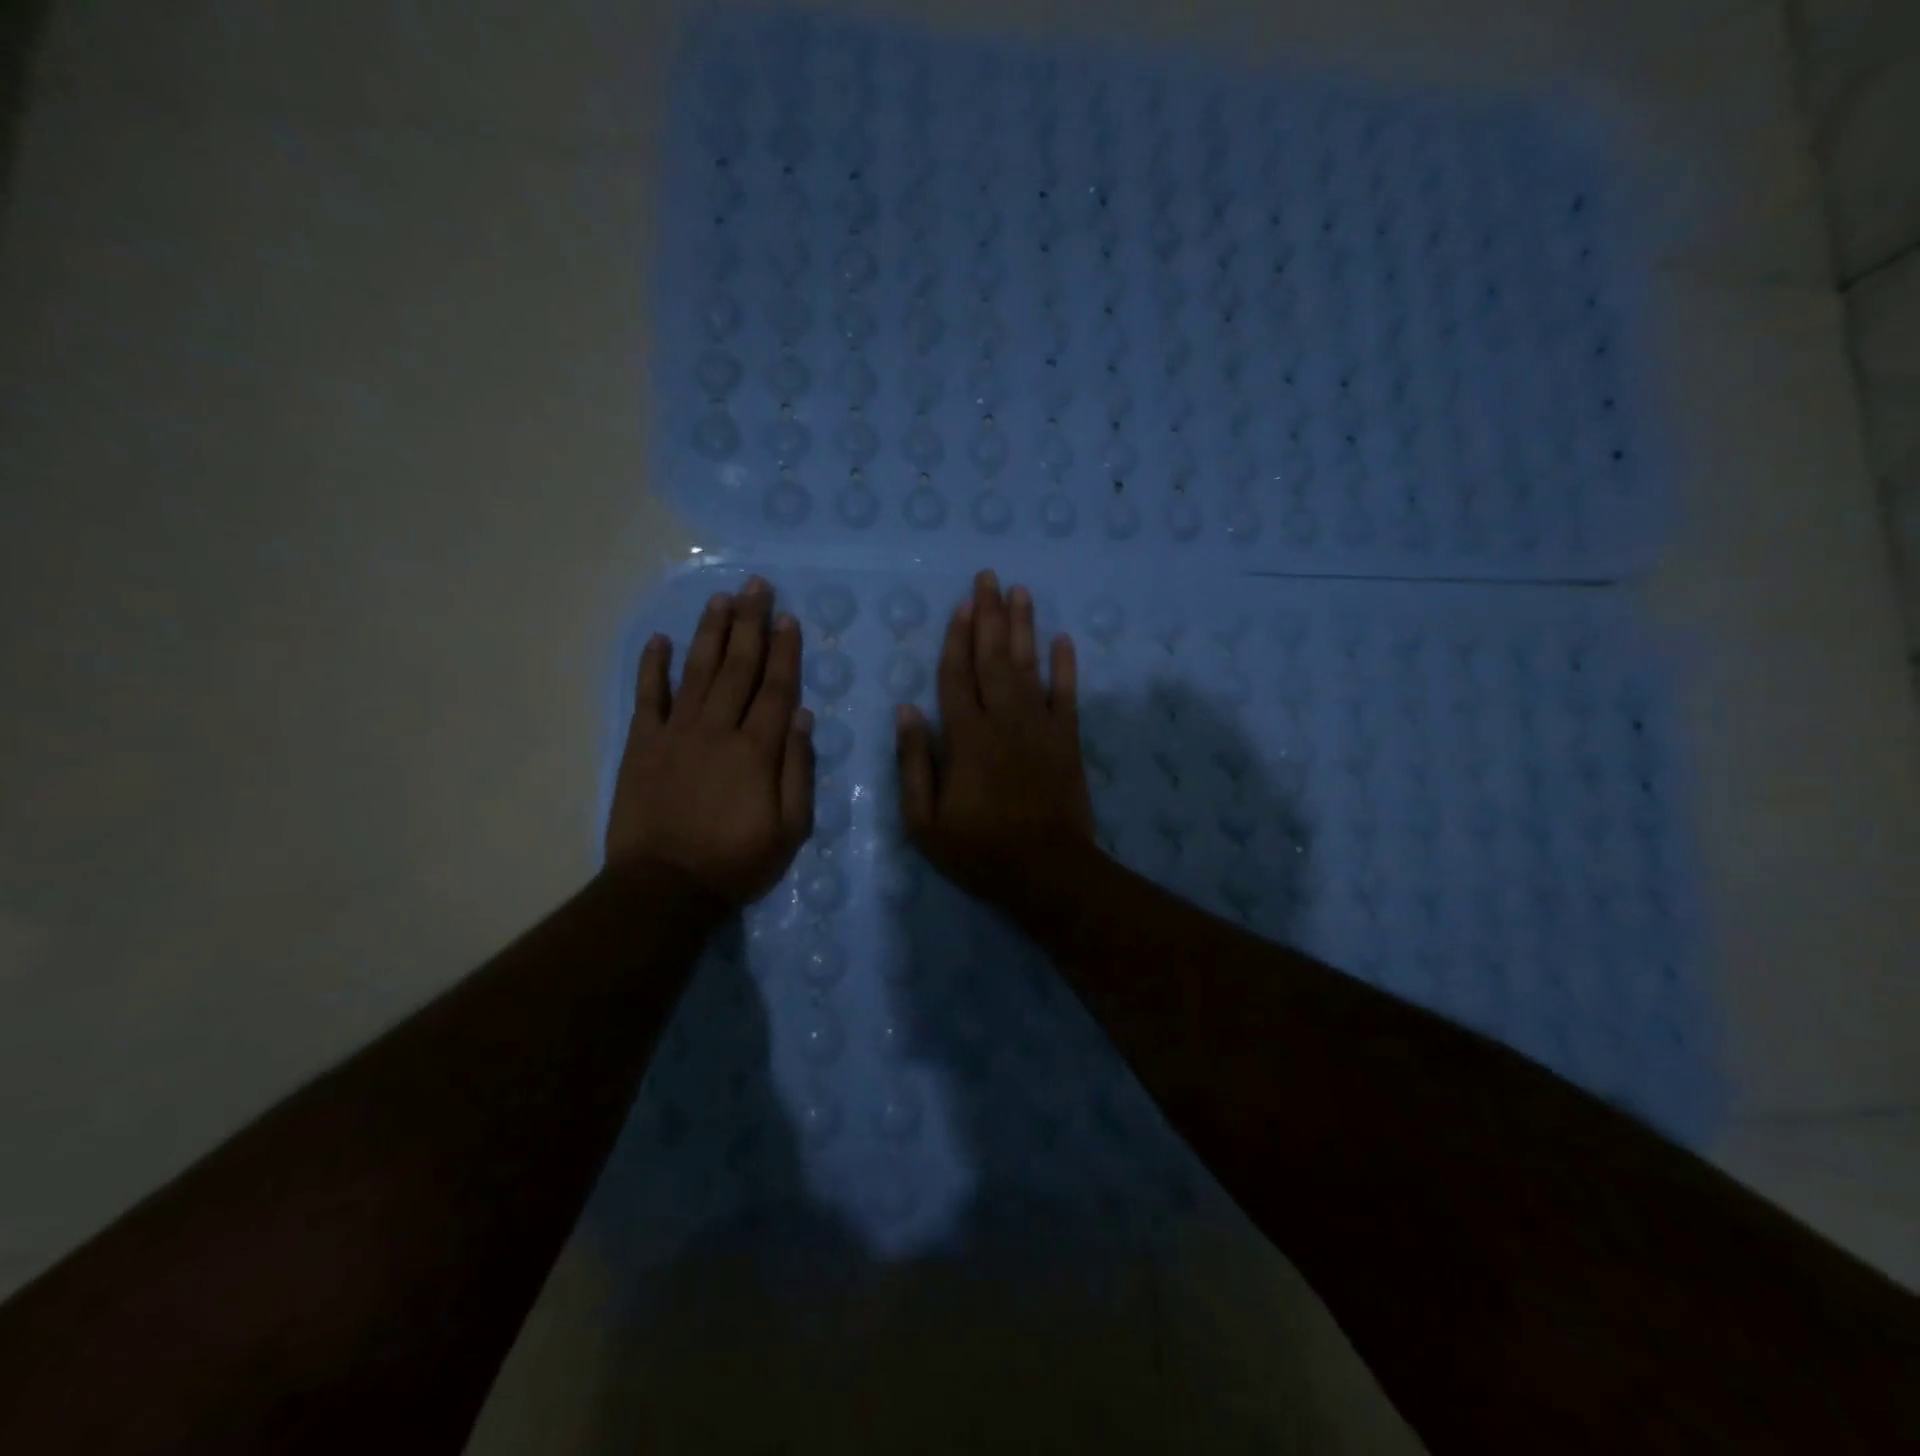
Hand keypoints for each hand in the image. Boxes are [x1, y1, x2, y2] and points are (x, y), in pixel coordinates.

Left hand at [606, 576, 813, 907]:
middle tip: (756, 586)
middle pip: (737, 667)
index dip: (784, 651)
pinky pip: (648, 697)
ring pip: (697, 671)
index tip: (789, 617)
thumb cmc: (736, 862)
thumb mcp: (790, 829)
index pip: (776, 688)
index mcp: (756, 750)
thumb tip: (802, 716)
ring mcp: (675, 733)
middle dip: (750, 624)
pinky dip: (652, 667)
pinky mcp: (642, 745)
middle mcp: (717, 730)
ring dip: (710, 633)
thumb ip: (798, 770)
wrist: (664, 888)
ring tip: (721, 599)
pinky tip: (660, 640)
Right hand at [896, 570, 1095, 907]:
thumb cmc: (979, 850)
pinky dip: (1066, 666)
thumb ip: (914, 762)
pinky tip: (1063, 639)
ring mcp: (1040, 727)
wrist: (1047, 872)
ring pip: (1030, 666)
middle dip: (990, 615)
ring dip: (1024, 627)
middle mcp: (1003, 720)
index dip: (956, 639)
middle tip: (989, 577)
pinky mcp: (1068, 741)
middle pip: (994, 658)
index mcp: (965, 737)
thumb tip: (906, 710)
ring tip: (1021, 591)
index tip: (960, 604)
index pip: (956, 676)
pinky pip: (1068, 695)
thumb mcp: (924, 820)